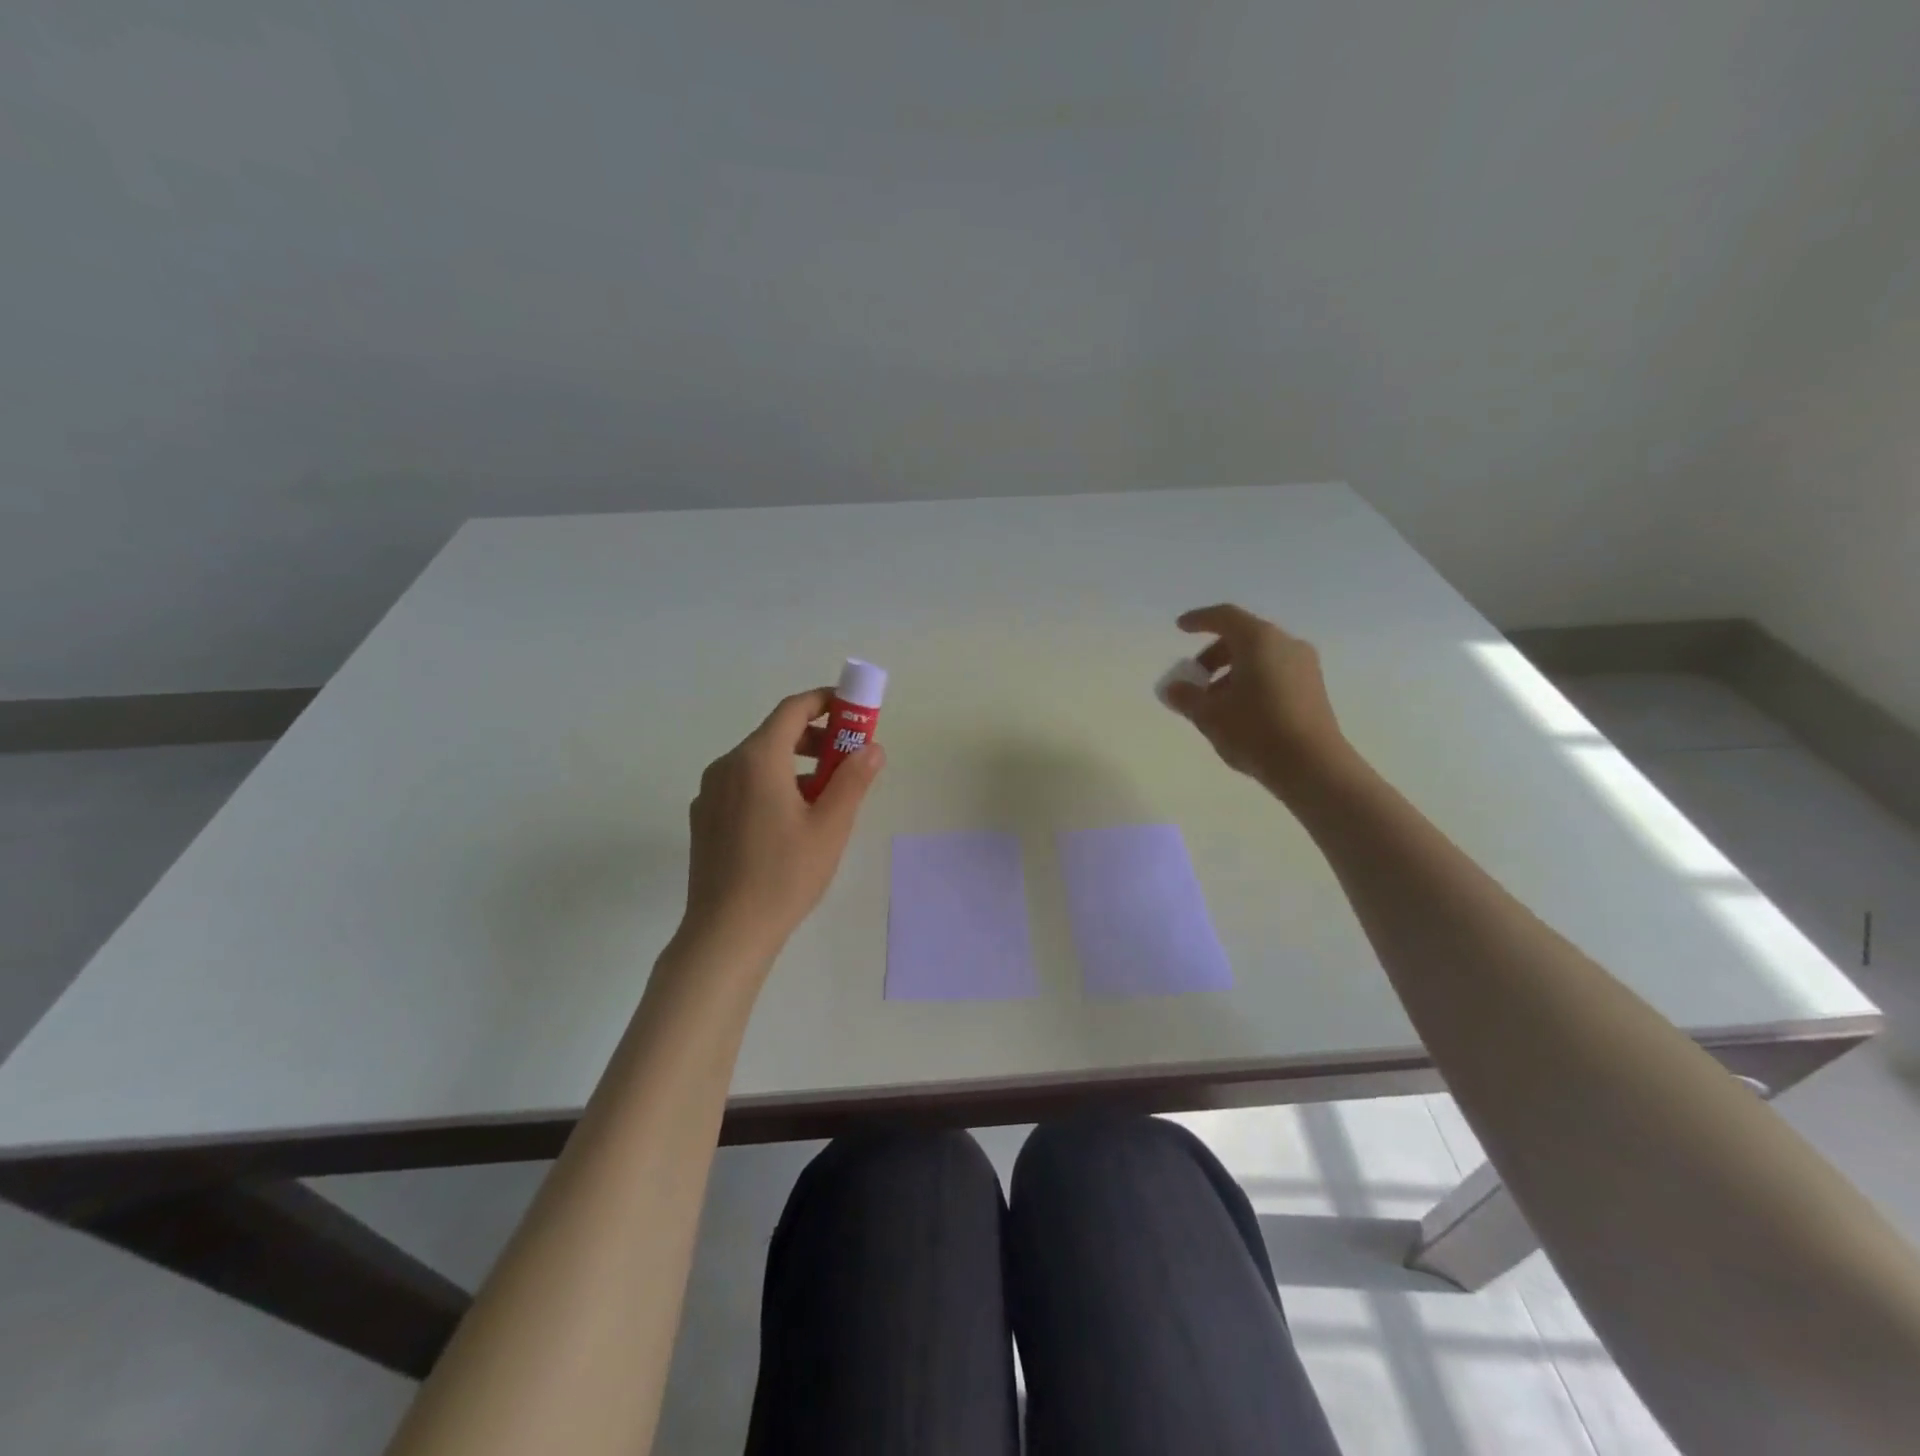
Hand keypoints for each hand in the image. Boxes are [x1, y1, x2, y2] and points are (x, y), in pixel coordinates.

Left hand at [679, 688, 885, 959]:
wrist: (726, 932)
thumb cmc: (784, 875)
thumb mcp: (831, 826)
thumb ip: (853, 779)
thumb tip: (872, 747)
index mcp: (757, 759)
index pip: (793, 709)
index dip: (826, 702)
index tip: (853, 710)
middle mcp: (727, 766)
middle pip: (775, 734)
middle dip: (816, 739)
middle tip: (848, 758)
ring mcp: (710, 793)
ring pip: (759, 762)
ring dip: (796, 766)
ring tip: (826, 797)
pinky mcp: (705, 818)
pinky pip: (743, 785)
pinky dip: (772, 786)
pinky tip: (791, 822)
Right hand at [1164, 604, 1355, 800]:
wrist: (1312, 766)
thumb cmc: (1255, 730)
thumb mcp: (1210, 715)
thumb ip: (1187, 697)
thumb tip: (1173, 688)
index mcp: (1259, 640)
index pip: (1225, 617)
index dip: (1200, 619)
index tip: (1181, 627)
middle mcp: (1286, 644)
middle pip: (1243, 637)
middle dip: (1214, 655)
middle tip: (1194, 679)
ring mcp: (1305, 666)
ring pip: (1260, 657)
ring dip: (1232, 672)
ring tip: (1214, 703)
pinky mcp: (1313, 689)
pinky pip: (1275, 673)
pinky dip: (1252, 682)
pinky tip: (1239, 711)